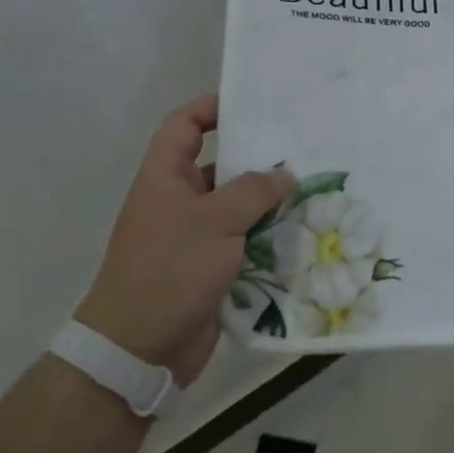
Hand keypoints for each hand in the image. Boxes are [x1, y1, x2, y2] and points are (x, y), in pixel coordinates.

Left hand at [75, 94, 293, 384]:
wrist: (139, 349)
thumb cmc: (169, 269)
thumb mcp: (215, 220)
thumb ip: (254, 190)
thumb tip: (286, 173)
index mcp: (165, 177)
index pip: (184, 125)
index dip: (211, 107)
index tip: (252, 103)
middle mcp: (178, 200)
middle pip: (220, 164)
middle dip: (257, 157)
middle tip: (302, 146)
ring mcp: (195, 236)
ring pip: (238, 206)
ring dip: (270, 201)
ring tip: (314, 186)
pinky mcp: (212, 267)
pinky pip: (245, 240)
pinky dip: (269, 236)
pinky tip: (304, 230)